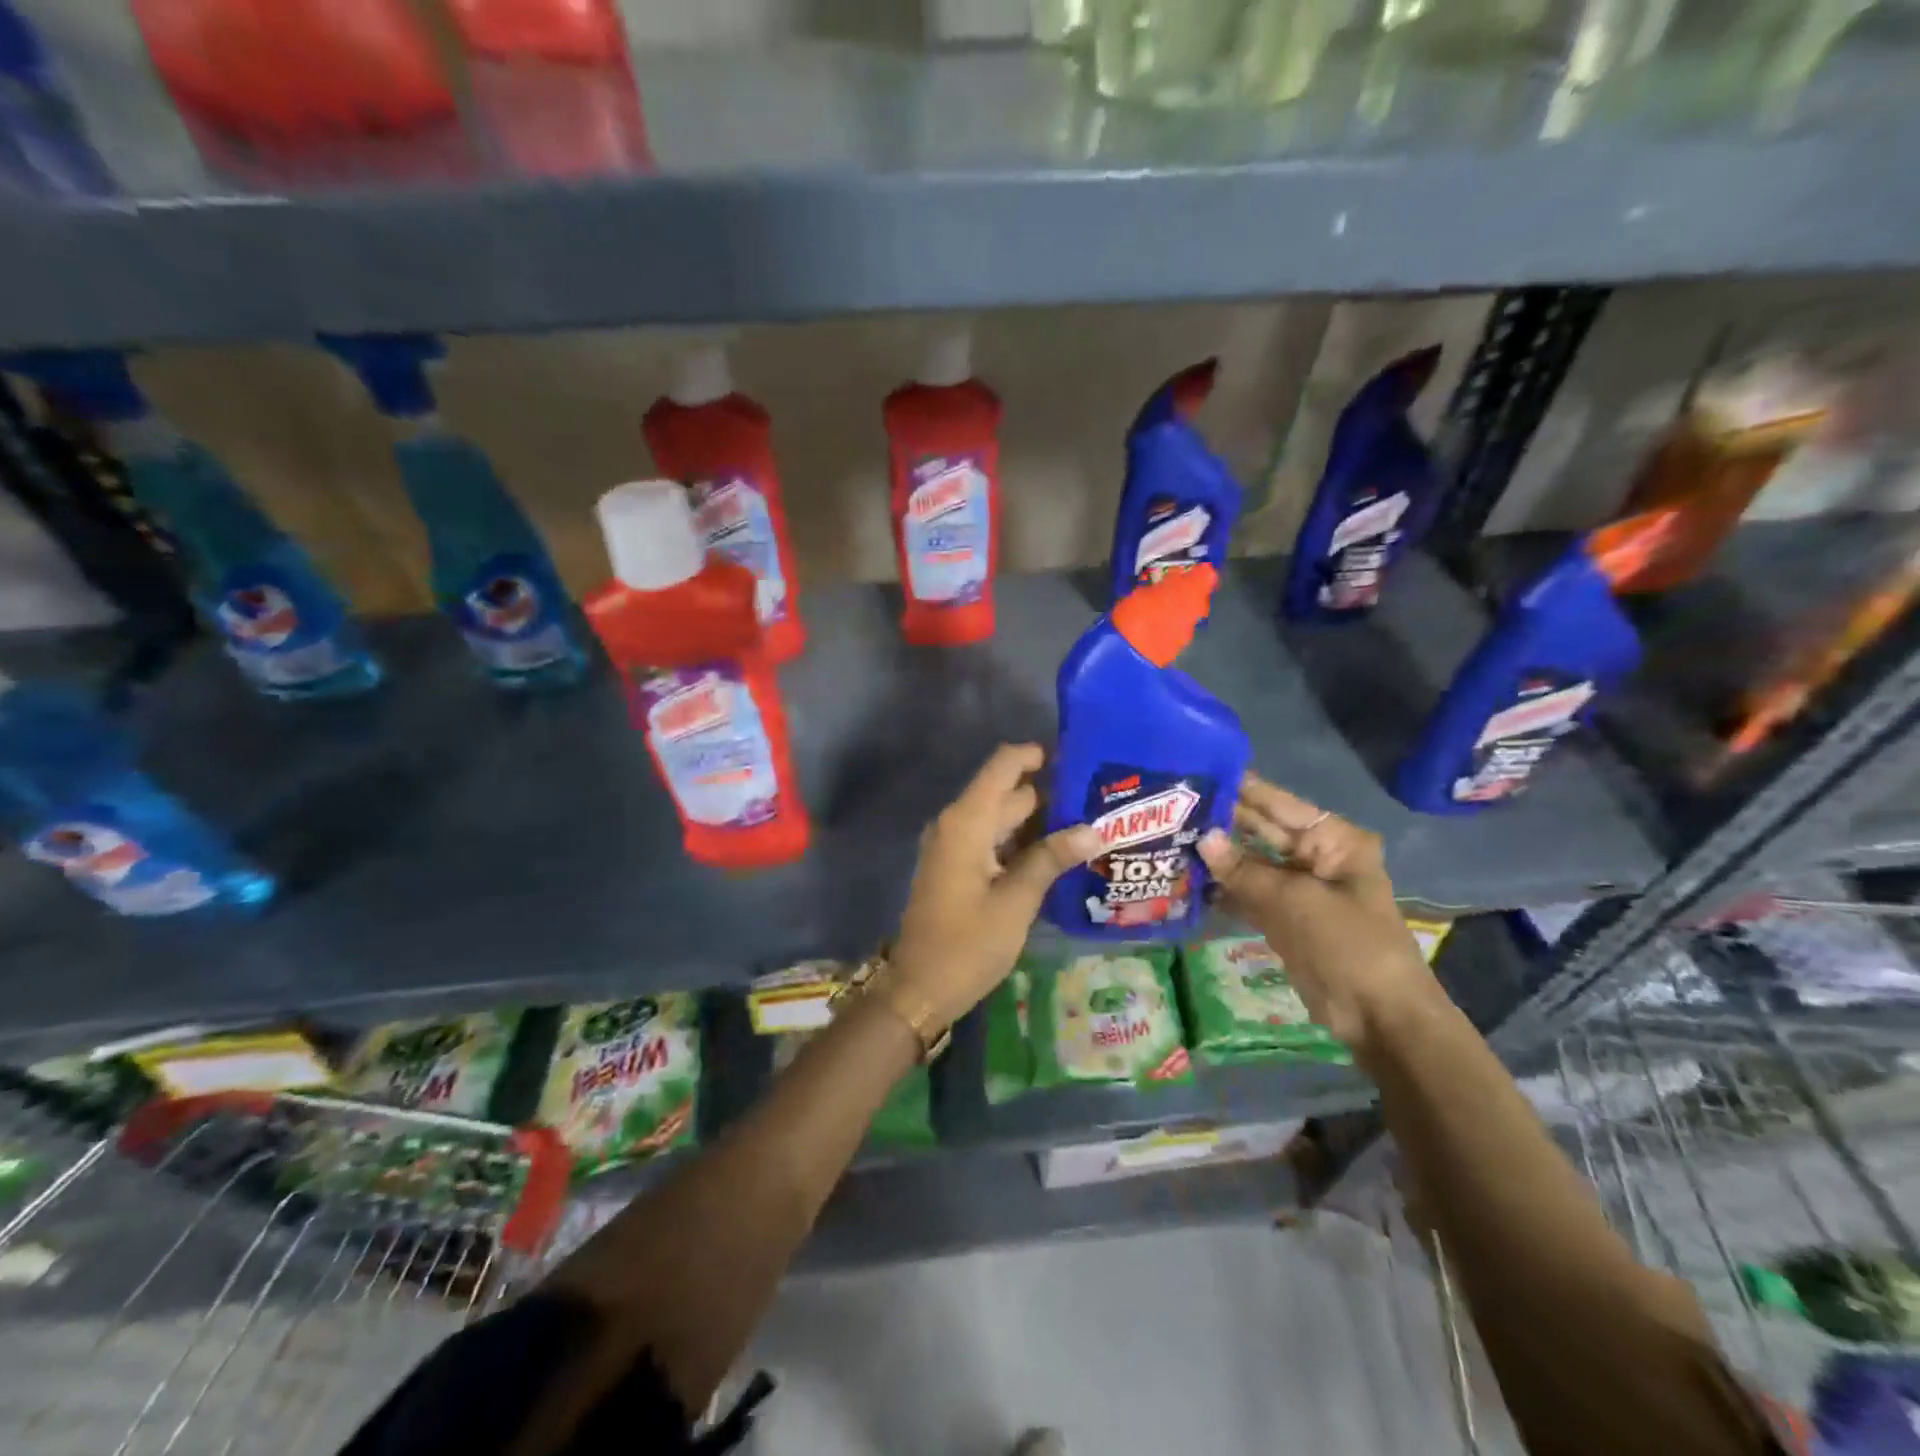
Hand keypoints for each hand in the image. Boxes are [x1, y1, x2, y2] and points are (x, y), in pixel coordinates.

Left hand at [890, 744, 1099, 1033]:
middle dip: (1049, 793)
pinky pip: (992, 840)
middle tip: (1098, 800)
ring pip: (1001, 818)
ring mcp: (954, 846)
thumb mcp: (1016, 902)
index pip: (1003, 765)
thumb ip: (1051, 859)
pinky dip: (1021, 842)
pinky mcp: (956, 868)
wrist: (918, 988)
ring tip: (1088, 825)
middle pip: (1007, 792)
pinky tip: (1057, 855)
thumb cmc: (967, 944)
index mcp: (966, 822)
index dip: (1036, 755)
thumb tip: (1093, 829)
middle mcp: (957, 823)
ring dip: (1038, 821)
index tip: (1077, 759)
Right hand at [1196, 772, 1438, 1056]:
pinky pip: (1247, 893)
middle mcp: (1314, 857)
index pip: (1278, 804)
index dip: (1242, 789)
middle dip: (1222, 823)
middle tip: (1172, 807)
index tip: (1200, 773)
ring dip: (1216, 857)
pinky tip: (1185, 878)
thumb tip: (1202, 838)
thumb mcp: (1294, 901)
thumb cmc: (1347, 944)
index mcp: (1333, 840)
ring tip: (1168, 837)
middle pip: (1261, 831)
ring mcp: (1297, 889)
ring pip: (1250, 864)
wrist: (1378, 1016)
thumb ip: (1244, 870)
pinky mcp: (1283, 917)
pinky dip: (1222, 889)